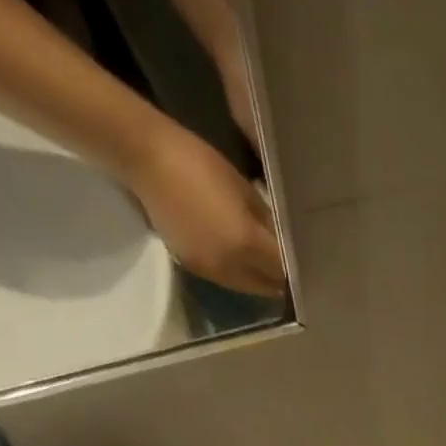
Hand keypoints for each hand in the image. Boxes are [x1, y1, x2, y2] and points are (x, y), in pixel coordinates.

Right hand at [129, 126, 284, 297]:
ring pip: (247, 287)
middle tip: (286, 265)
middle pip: (267, 285)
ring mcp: (211, 271)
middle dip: (278, 278)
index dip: (294, 268)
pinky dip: (238, 274)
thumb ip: (266, 222)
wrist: (144, 157)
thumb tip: (282, 241)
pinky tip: (239, 257)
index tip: (301, 261)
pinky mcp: (194, 268)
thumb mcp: (243, 189)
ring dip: (258, 279)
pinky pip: (226, 279)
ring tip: (263, 262)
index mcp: (247, 244)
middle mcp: (231, 267)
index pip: (282, 269)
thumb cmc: (198, 163)